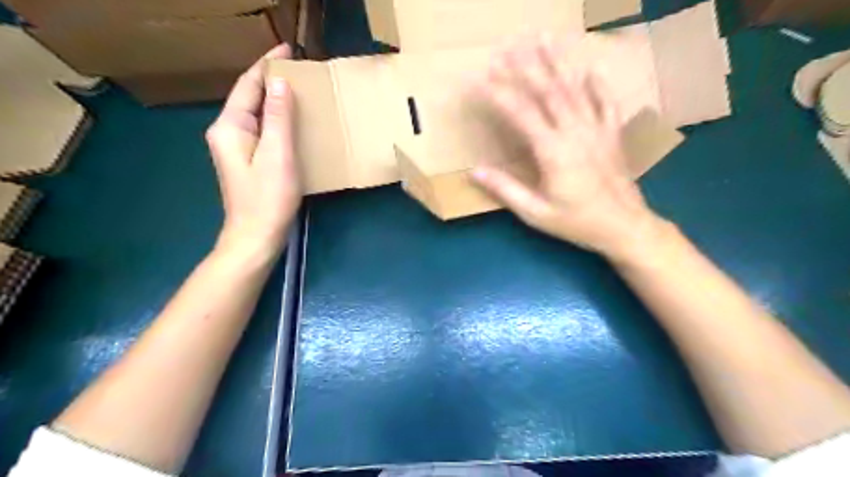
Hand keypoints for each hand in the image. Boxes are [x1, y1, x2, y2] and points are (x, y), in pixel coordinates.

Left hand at [205, 45, 298, 260]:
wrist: (256, 236)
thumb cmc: (268, 198)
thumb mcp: (277, 155)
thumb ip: (278, 117)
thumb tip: (280, 82)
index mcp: (230, 126)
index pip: (247, 85)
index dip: (267, 65)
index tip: (288, 49)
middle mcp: (227, 132)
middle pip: (249, 98)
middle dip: (271, 80)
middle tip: (300, 71)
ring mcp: (236, 148)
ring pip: (257, 114)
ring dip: (275, 100)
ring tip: (300, 91)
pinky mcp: (247, 161)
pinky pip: (263, 130)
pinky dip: (278, 120)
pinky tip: (293, 122)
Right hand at [471, 40, 663, 259]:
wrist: (625, 228)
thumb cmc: (577, 223)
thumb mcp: (535, 213)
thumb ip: (505, 190)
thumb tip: (475, 171)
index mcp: (554, 152)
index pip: (521, 114)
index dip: (498, 94)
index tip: (479, 78)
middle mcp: (576, 132)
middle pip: (548, 91)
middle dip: (525, 66)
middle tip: (507, 46)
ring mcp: (598, 130)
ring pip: (576, 88)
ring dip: (558, 62)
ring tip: (545, 39)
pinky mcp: (612, 134)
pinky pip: (606, 102)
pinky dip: (598, 84)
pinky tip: (590, 69)